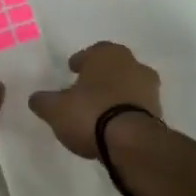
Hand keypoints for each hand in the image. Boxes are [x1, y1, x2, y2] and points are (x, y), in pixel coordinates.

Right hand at [27, 41, 164, 158]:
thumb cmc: (90, 114)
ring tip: (100, 111)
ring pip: (129, 86)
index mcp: (107, 54)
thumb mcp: (56, 109)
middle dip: (101, 77)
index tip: (72, 71)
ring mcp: (150, 89)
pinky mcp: (159, 113)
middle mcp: (132, 64)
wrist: (132, 143)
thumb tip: (36, 99)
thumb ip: (43, 101)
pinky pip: (137, 107)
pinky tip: (114, 126)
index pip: (92, 52)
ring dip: (116, 95)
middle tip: (86, 89)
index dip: (80, 62)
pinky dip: (127, 112)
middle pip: (114, 67)